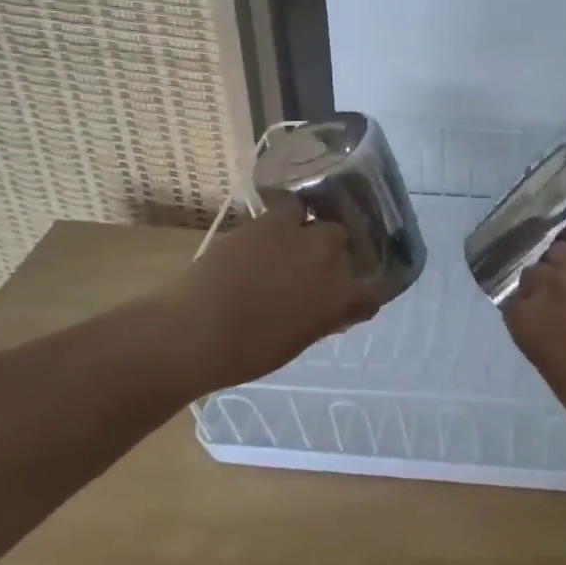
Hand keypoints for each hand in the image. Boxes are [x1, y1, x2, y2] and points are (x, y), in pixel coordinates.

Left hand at [158, 201, 381, 393]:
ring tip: (297, 243)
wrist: (195, 330)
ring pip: (319, 220)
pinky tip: (272, 237)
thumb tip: (334, 311)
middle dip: (336, 254)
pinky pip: (289, 211)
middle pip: (344, 242)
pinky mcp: (267, 221)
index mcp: (337, 297)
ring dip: (313, 231)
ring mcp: (296, 235)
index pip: (370, 293)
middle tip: (316, 270)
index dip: (363, 298)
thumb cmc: (246, 352)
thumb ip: (322, 320)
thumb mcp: (296, 343)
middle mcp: (326, 258)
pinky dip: (287, 221)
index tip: (352, 303)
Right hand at [502, 233, 565, 456]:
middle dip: (544, 285)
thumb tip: (554, 337)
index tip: (538, 321)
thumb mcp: (563, 385)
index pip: (513, 305)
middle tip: (562, 302)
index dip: (526, 311)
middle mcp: (550, 290)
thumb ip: (549, 350)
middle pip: (534, 273)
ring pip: (561, 249)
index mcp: (530, 325)